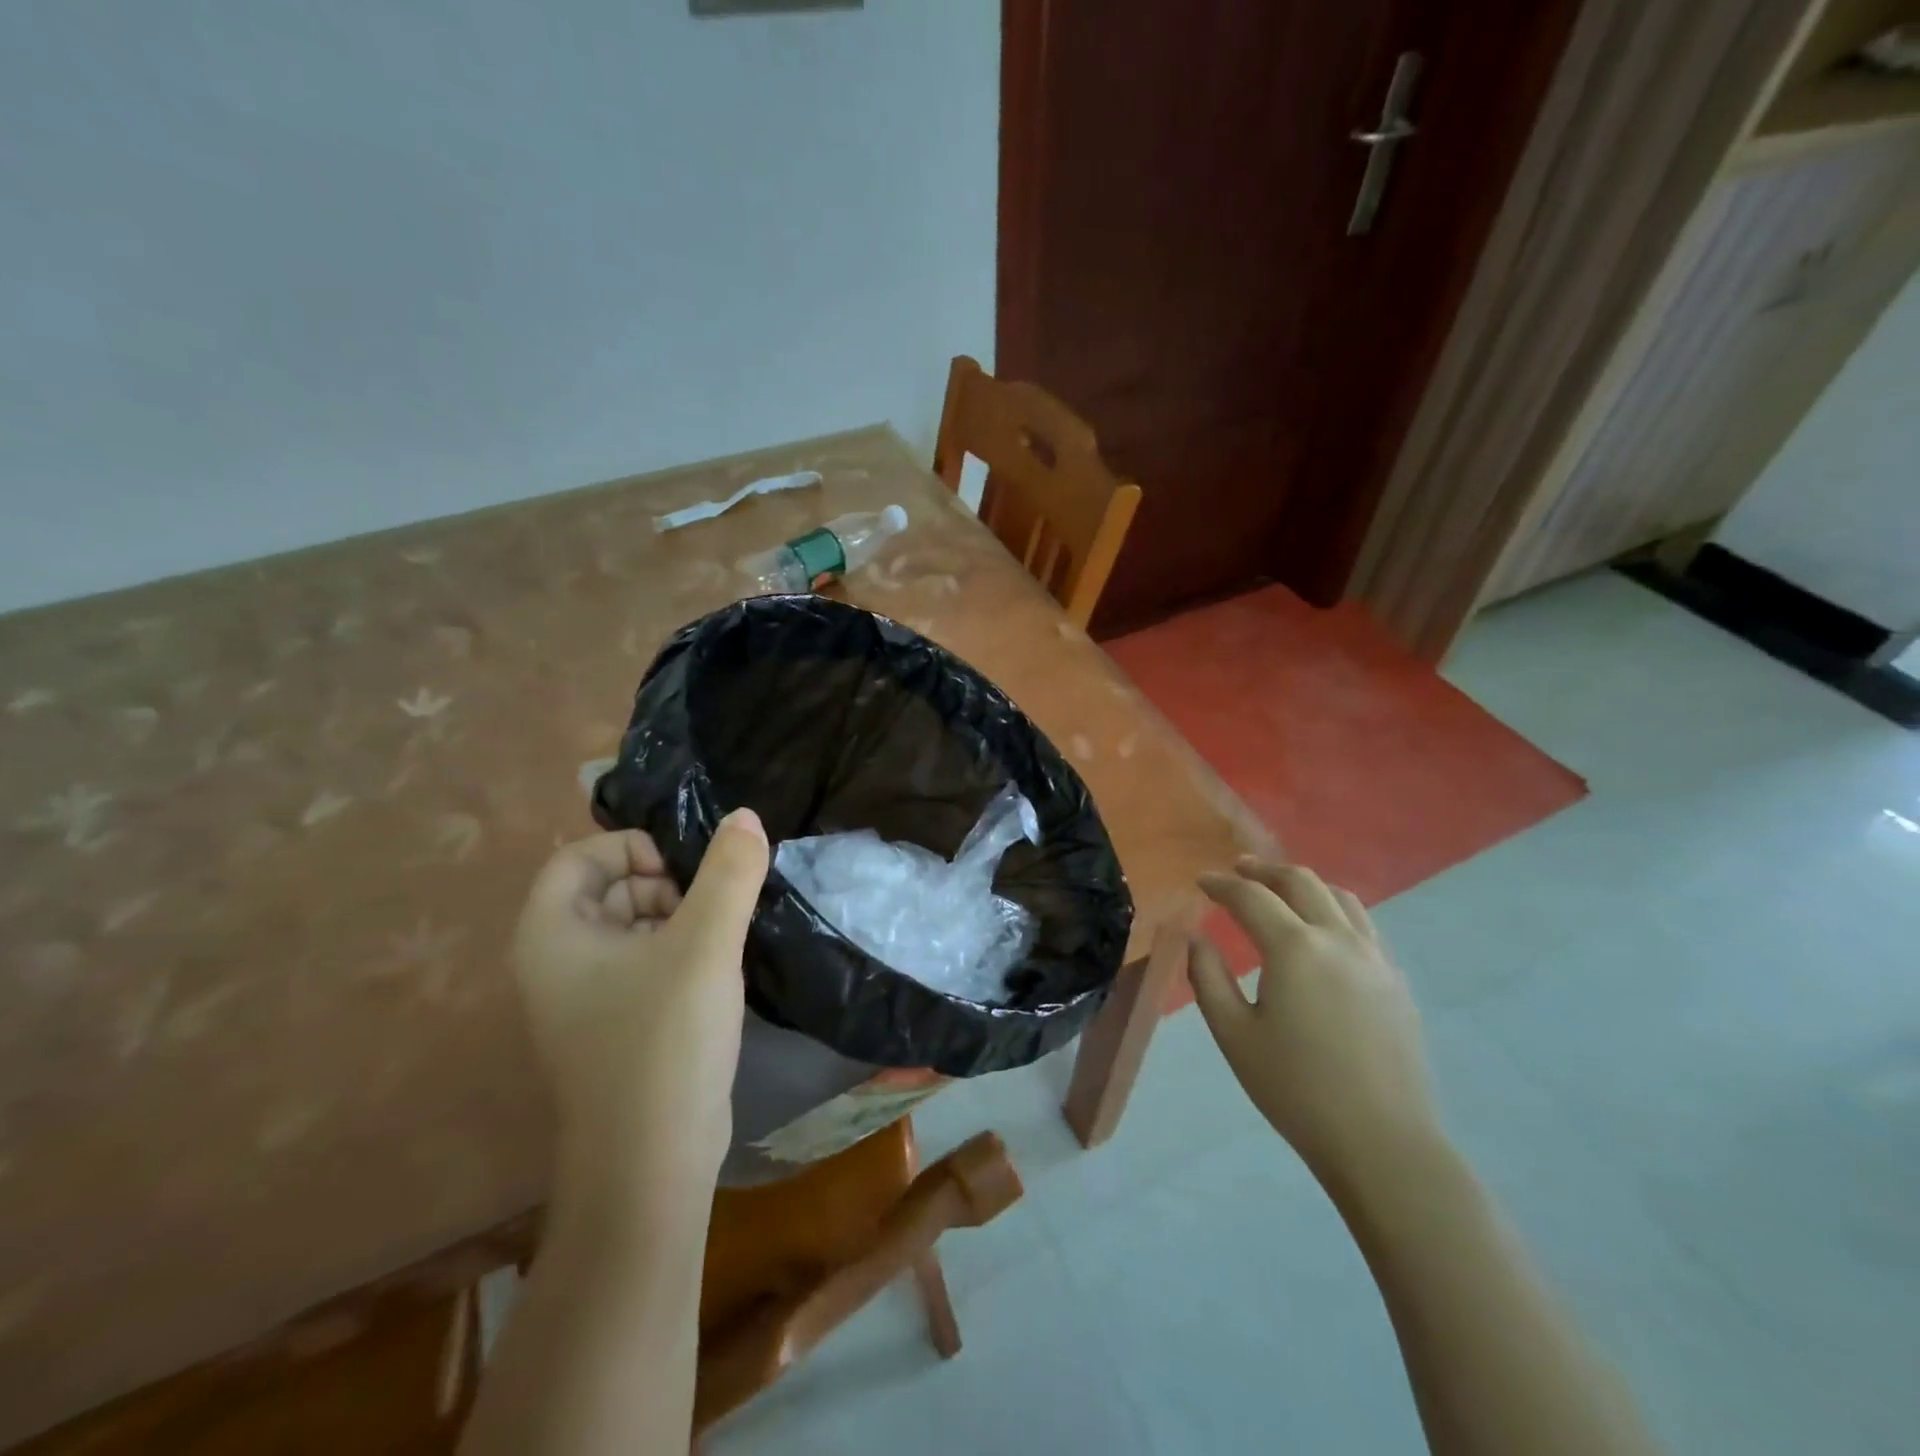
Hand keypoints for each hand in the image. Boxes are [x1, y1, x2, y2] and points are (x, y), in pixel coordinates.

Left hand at [511, 810, 769, 1201]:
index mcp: (551, 933)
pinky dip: (680, 951)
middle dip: (665, 884)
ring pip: (633, 925)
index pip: (581, 856)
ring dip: (681, 918)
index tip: (686, 871)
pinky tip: (717, 970)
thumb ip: (730, 872)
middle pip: (608, 886)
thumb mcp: (705, 944)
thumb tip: (746, 815)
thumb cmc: (664, 1040)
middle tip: (711, 909)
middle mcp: (556, 961)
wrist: (652, 1163)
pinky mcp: (616, 1024)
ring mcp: (584, 998)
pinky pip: (644, 962)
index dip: (635, 848)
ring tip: (721, 939)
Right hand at [1189, 861, 1440, 1184]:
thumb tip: (1196, 937)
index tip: (1201, 881)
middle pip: (1301, 882)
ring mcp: (1375, 959)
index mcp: (1294, 949)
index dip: (1222, 885)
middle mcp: (1338, 940)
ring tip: (1281, 891)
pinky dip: (1335, 910)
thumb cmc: (1296, 1090)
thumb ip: (1207, 977)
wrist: (1383, 1143)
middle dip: (1264, 871)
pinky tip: (1324, 930)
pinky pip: (1364, 925)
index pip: (1252, 897)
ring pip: (1340, 897)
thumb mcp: (1233, 1035)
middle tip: (1238, 871)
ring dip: (1304, 885)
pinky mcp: (1397, 982)